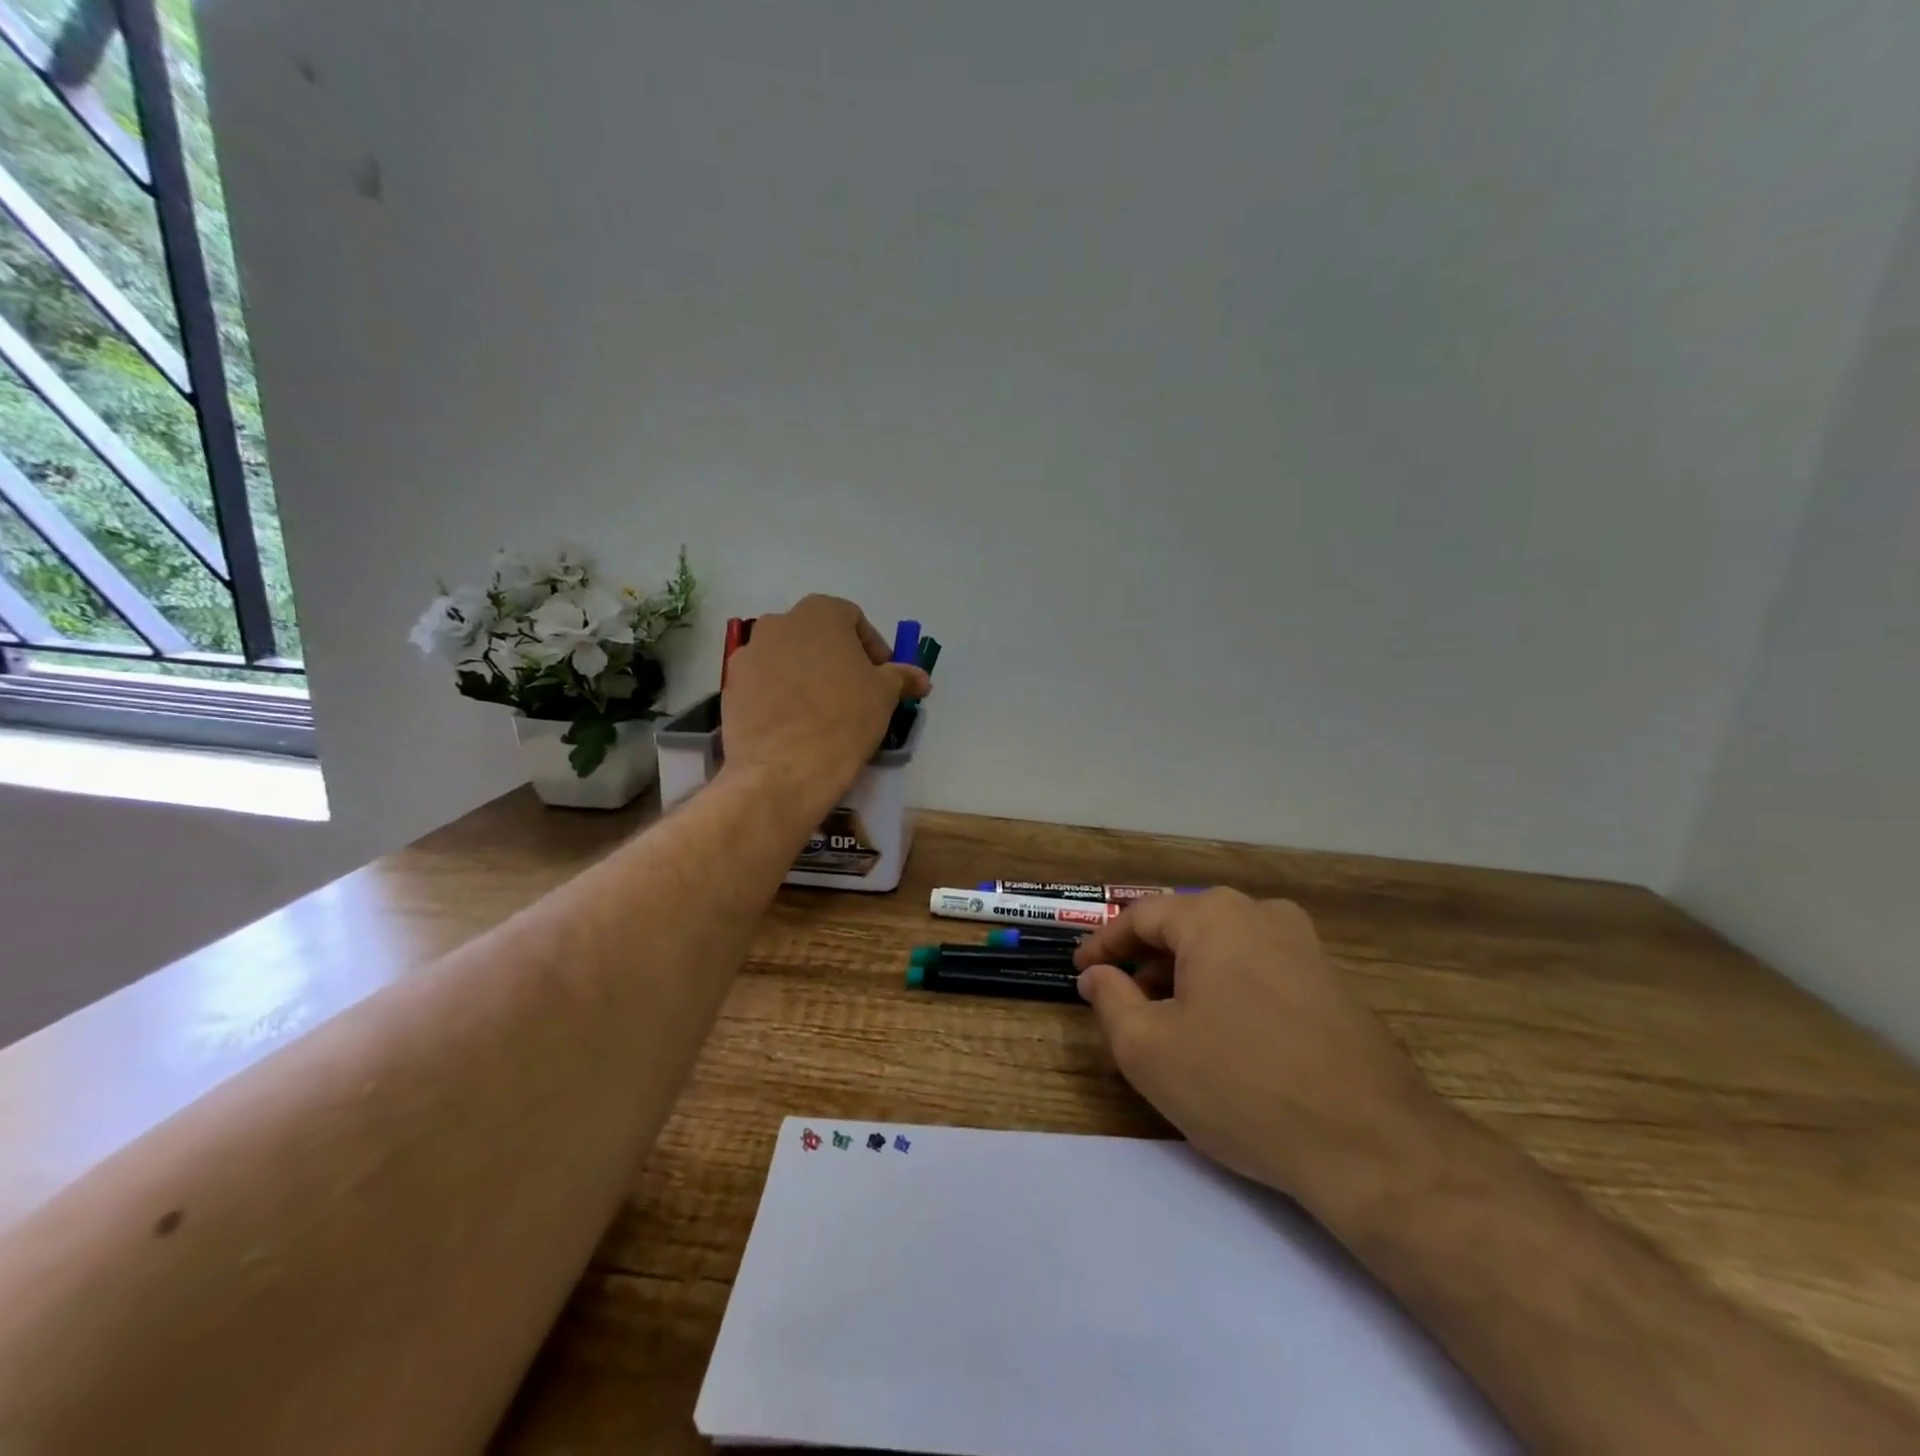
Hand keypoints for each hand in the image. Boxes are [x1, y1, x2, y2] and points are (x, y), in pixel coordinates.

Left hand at [720, 596, 928, 811]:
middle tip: (855, 691)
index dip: (872, 647)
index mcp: (819, 613)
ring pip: (787, 658)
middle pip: (816, 635)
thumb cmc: (844, 719)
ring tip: (822, 710)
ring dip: (806, 675)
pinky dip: (780, 694)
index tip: (882, 677)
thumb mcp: (884, 696)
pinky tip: (795, 723)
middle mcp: (778, 623)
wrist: (784, 769)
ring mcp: (748, 654)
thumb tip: (920, 677)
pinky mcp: (731, 686)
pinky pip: (764, 683)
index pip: (853, 619)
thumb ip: (901, 677)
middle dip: (837, 658)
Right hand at [1074, 889, 1445, 1212]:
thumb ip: (1109, 999)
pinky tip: (1223, 1034)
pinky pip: (1260, 969)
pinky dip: (1227, 989)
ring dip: (1187, 976)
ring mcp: (1305, 946)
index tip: (1079, 971)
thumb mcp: (1147, 1048)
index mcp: (1214, 916)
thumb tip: (1097, 975)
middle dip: (1146, 961)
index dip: (1103, 943)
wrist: (1371, 1145)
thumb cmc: (1240, 1085)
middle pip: (1185, 927)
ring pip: (1224, 948)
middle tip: (1121, 1000)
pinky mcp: (1333, 982)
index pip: (1141, 916)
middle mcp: (1261, 914)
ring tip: (1168, 1021)